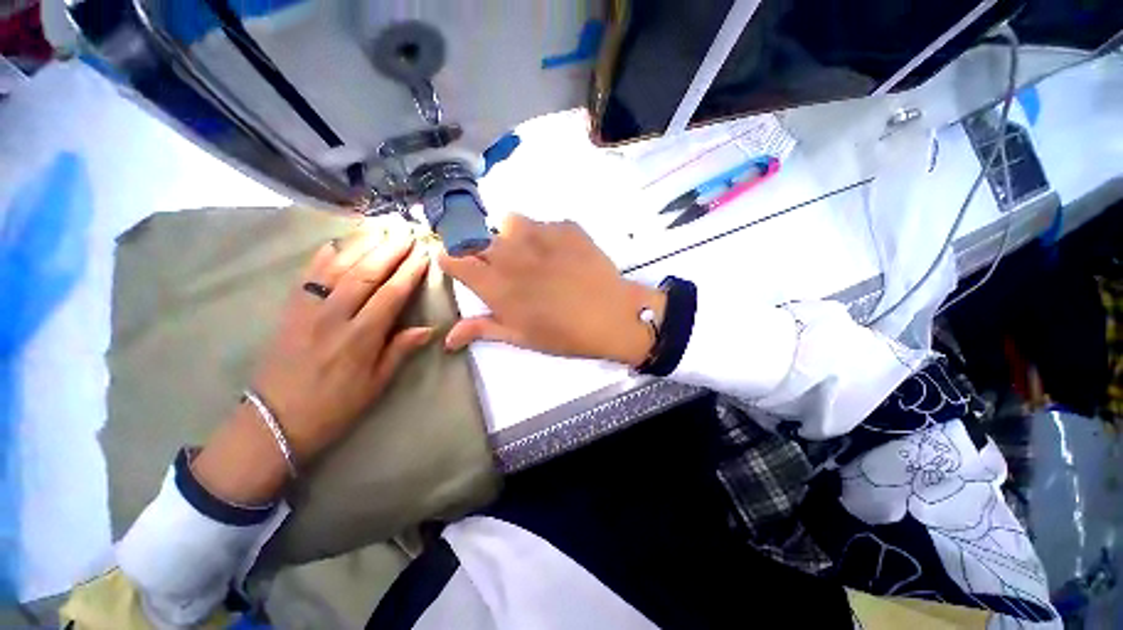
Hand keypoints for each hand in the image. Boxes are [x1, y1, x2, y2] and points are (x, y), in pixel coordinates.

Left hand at [193, 228, 432, 503]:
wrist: (274, 420)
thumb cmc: (334, 406)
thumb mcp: (376, 384)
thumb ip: (400, 351)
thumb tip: (429, 329)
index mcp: (360, 338)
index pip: (391, 295)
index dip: (409, 272)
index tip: (423, 254)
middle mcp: (334, 317)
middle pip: (366, 274)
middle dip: (389, 250)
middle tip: (407, 231)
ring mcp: (307, 311)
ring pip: (337, 268)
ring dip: (361, 245)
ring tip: (380, 229)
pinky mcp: (289, 311)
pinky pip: (307, 276)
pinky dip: (323, 257)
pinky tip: (336, 242)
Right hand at [439, 214, 664, 365]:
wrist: (612, 316)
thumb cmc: (564, 334)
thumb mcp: (521, 337)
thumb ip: (482, 329)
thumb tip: (447, 337)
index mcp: (495, 284)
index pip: (454, 259)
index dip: (451, 261)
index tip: (458, 266)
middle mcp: (510, 253)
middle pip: (478, 239)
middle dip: (483, 251)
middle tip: (505, 268)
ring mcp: (539, 235)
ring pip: (510, 223)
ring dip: (513, 236)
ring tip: (532, 255)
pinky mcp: (565, 226)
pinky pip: (544, 224)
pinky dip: (545, 235)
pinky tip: (562, 253)